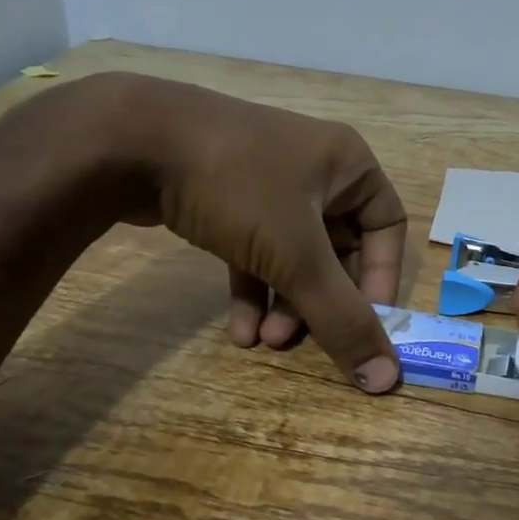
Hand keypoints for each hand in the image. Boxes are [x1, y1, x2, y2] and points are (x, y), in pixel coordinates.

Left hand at [99, 74, 407, 391]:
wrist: (131, 139)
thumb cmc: (238, 187)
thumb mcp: (296, 255)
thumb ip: (342, 318)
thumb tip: (387, 379)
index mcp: (348, 166)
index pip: (386, 228)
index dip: (381, 280)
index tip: (365, 325)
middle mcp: (315, 169)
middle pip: (337, 248)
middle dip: (321, 300)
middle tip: (299, 340)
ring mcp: (267, 181)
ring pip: (294, 253)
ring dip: (285, 302)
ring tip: (263, 343)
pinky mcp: (228, 196)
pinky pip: (256, 247)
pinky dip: (253, 286)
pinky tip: (238, 330)